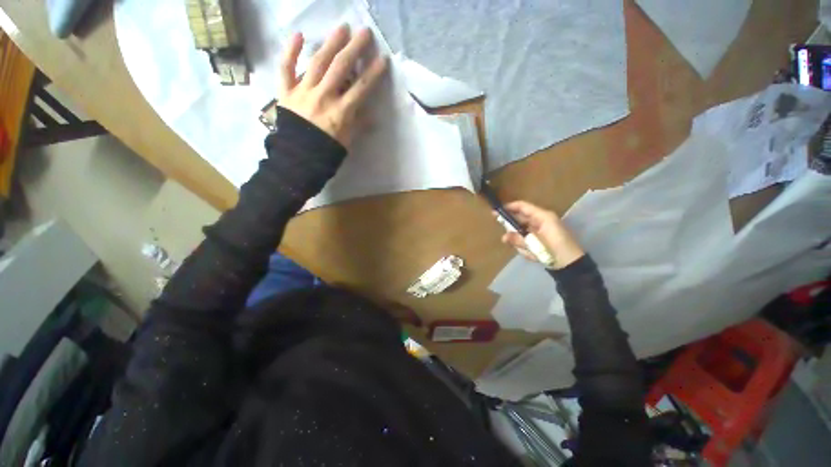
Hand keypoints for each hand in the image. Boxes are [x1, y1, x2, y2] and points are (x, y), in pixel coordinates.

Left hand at [278, 25, 387, 146]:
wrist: (300, 157)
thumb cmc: (327, 150)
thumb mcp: (348, 140)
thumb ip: (359, 124)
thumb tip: (373, 115)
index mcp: (342, 111)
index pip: (362, 88)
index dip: (373, 73)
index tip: (382, 59)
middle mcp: (324, 96)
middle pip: (341, 68)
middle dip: (355, 49)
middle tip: (364, 33)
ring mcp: (303, 91)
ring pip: (318, 62)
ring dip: (331, 43)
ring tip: (342, 28)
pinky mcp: (286, 91)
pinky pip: (286, 68)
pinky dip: (290, 51)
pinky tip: (300, 35)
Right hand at [500, 201, 585, 268]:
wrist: (571, 266)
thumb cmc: (554, 250)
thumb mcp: (534, 244)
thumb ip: (518, 239)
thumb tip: (504, 237)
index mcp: (543, 217)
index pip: (523, 206)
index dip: (509, 207)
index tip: (496, 211)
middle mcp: (542, 220)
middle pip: (521, 219)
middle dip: (512, 227)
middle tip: (505, 237)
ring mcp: (542, 230)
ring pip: (523, 230)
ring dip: (521, 241)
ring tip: (526, 250)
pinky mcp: (542, 239)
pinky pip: (529, 239)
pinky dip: (527, 246)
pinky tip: (531, 254)